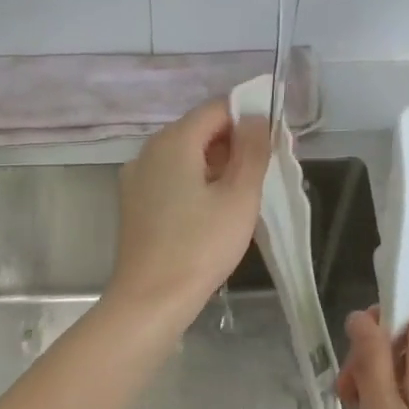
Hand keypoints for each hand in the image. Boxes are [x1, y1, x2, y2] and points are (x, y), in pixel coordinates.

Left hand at [106, 99, 270, 326]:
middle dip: (234, 143)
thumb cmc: (200, 247)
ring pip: (184, 156)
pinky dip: (195, 182)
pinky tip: (213, 210)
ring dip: (216, 164)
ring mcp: (136, 178)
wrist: (151, 299)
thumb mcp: (239, 197)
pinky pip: (170, 178)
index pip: (216, 109)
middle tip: (265, 171)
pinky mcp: (134, 203)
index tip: (274, 142)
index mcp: (173, 141)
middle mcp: (148, 151)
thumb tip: (254, 117)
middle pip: (198, 130)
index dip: (248, 117)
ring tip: (244, 193)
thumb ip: (252, 150)